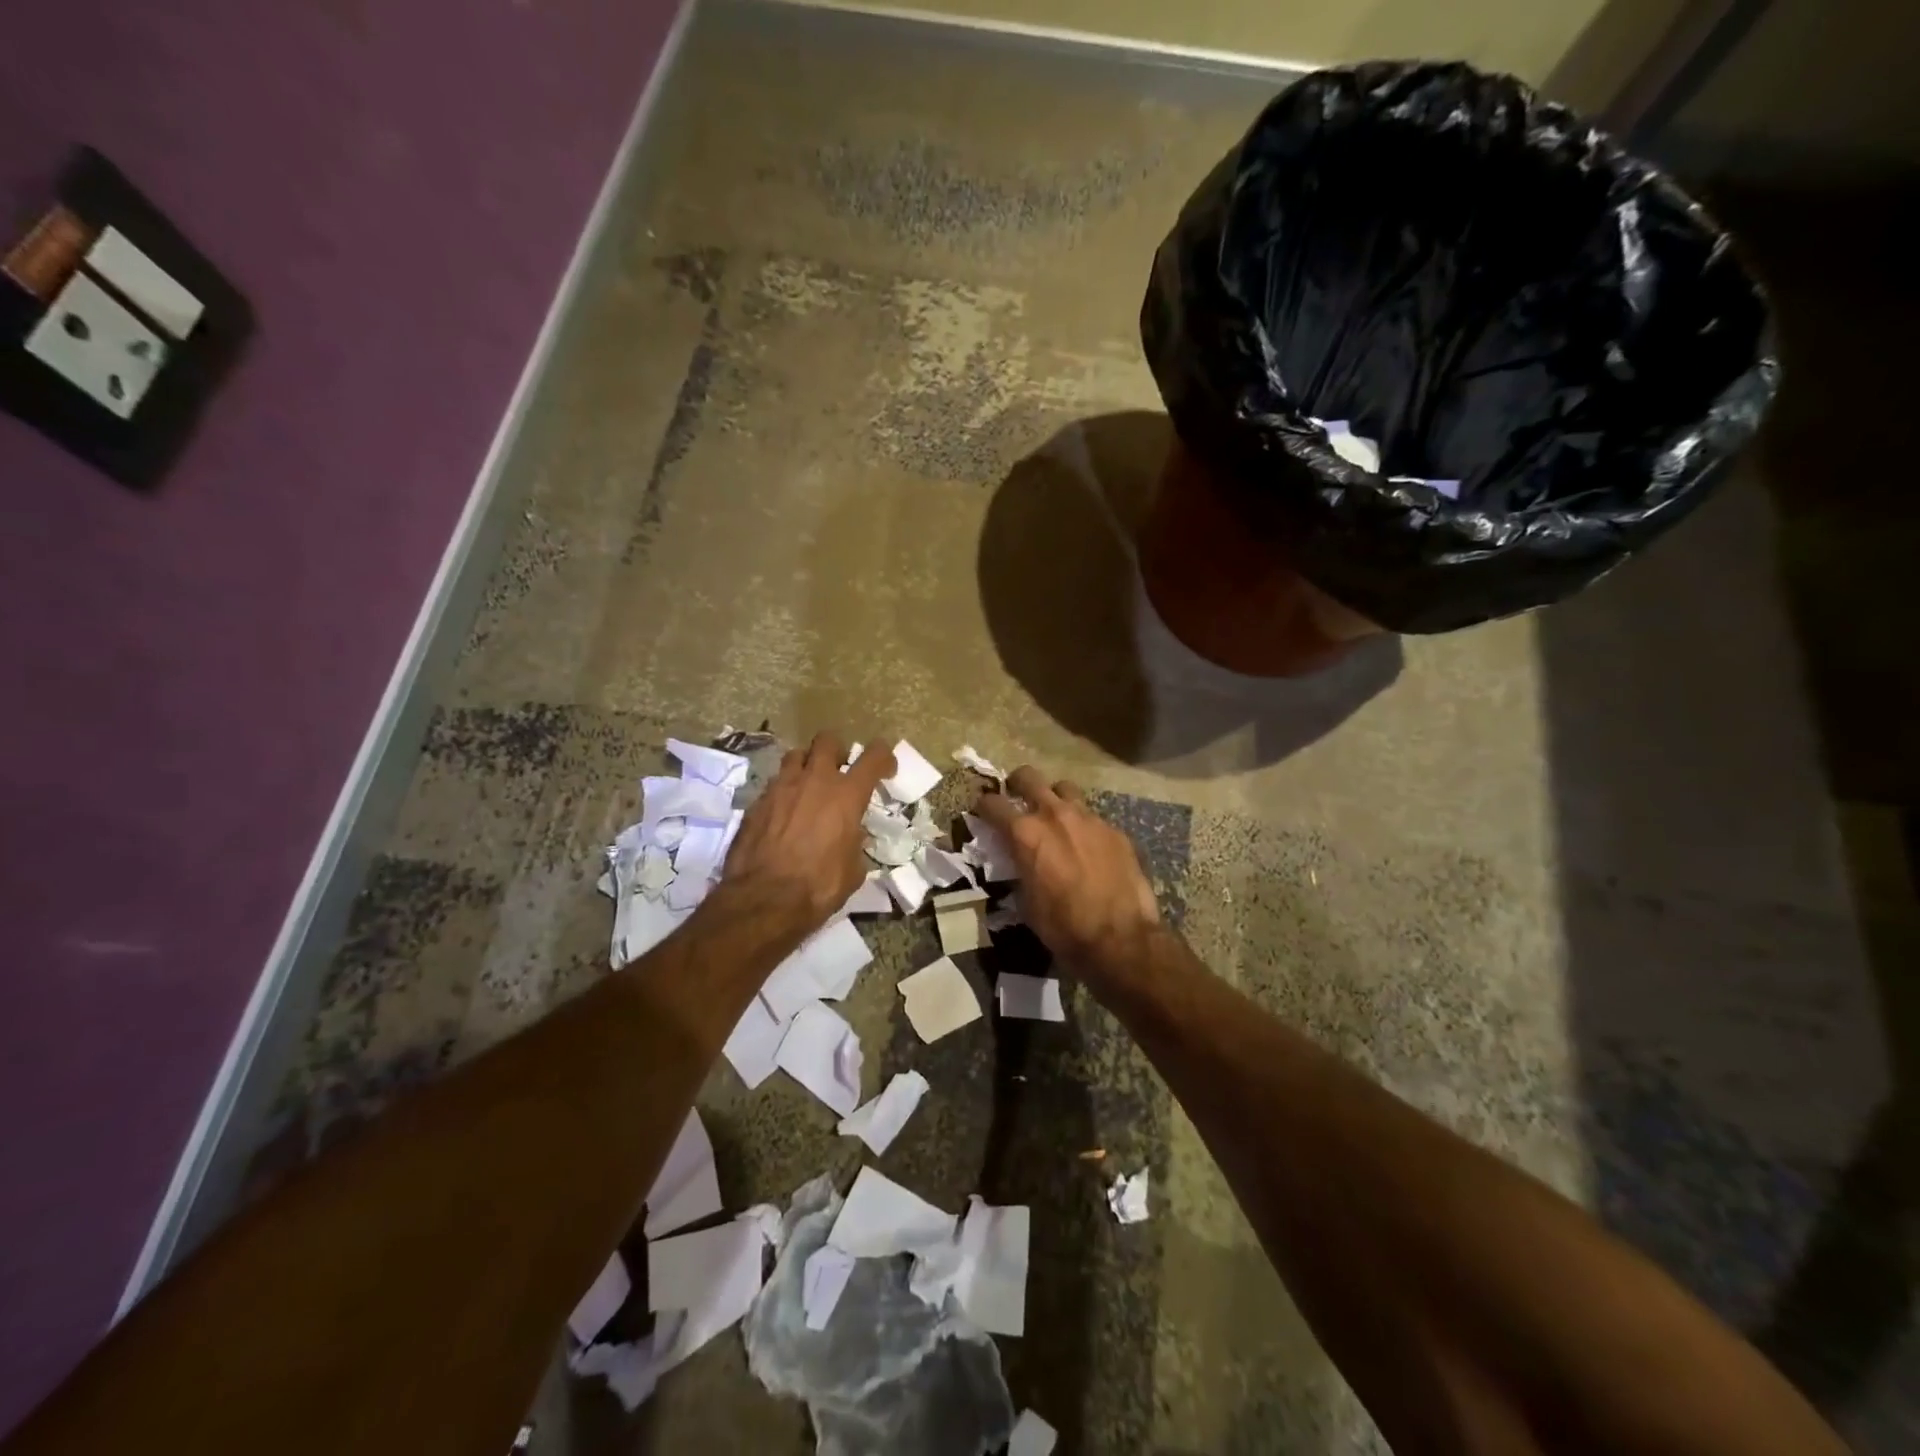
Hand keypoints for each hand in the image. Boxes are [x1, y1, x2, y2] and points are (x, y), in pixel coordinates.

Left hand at [720, 731, 894, 929]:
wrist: (763, 899)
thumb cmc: (818, 886)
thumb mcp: (853, 870)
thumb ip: (855, 844)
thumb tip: (852, 839)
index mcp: (846, 795)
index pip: (873, 756)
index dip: (883, 757)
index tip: (885, 769)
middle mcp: (814, 781)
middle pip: (827, 740)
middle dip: (837, 751)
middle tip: (839, 771)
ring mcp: (781, 788)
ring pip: (795, 755)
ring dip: (806, 766)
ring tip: (808, 787)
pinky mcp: (756, 802)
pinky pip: (774, 784)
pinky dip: (783, 792)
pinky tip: (783, 814)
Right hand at [975, 766, 1160, 977]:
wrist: (1120, 938)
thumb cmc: (1063, 926)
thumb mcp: (1026, 901)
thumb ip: (1018, 869)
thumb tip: (1017, 860)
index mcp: (1025, 833)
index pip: (993, 804)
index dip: (983, 806)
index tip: (982, 811)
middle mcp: (1055, 815)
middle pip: (1028, 777)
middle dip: (1017, 783)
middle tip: (1015, 796)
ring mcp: (1088, 818)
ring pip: (1064, 788)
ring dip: (1054, 797)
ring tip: (1054, 816)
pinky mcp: (1114, 830)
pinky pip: (1092, 816)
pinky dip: (1082, 825)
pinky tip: (1087, 846)